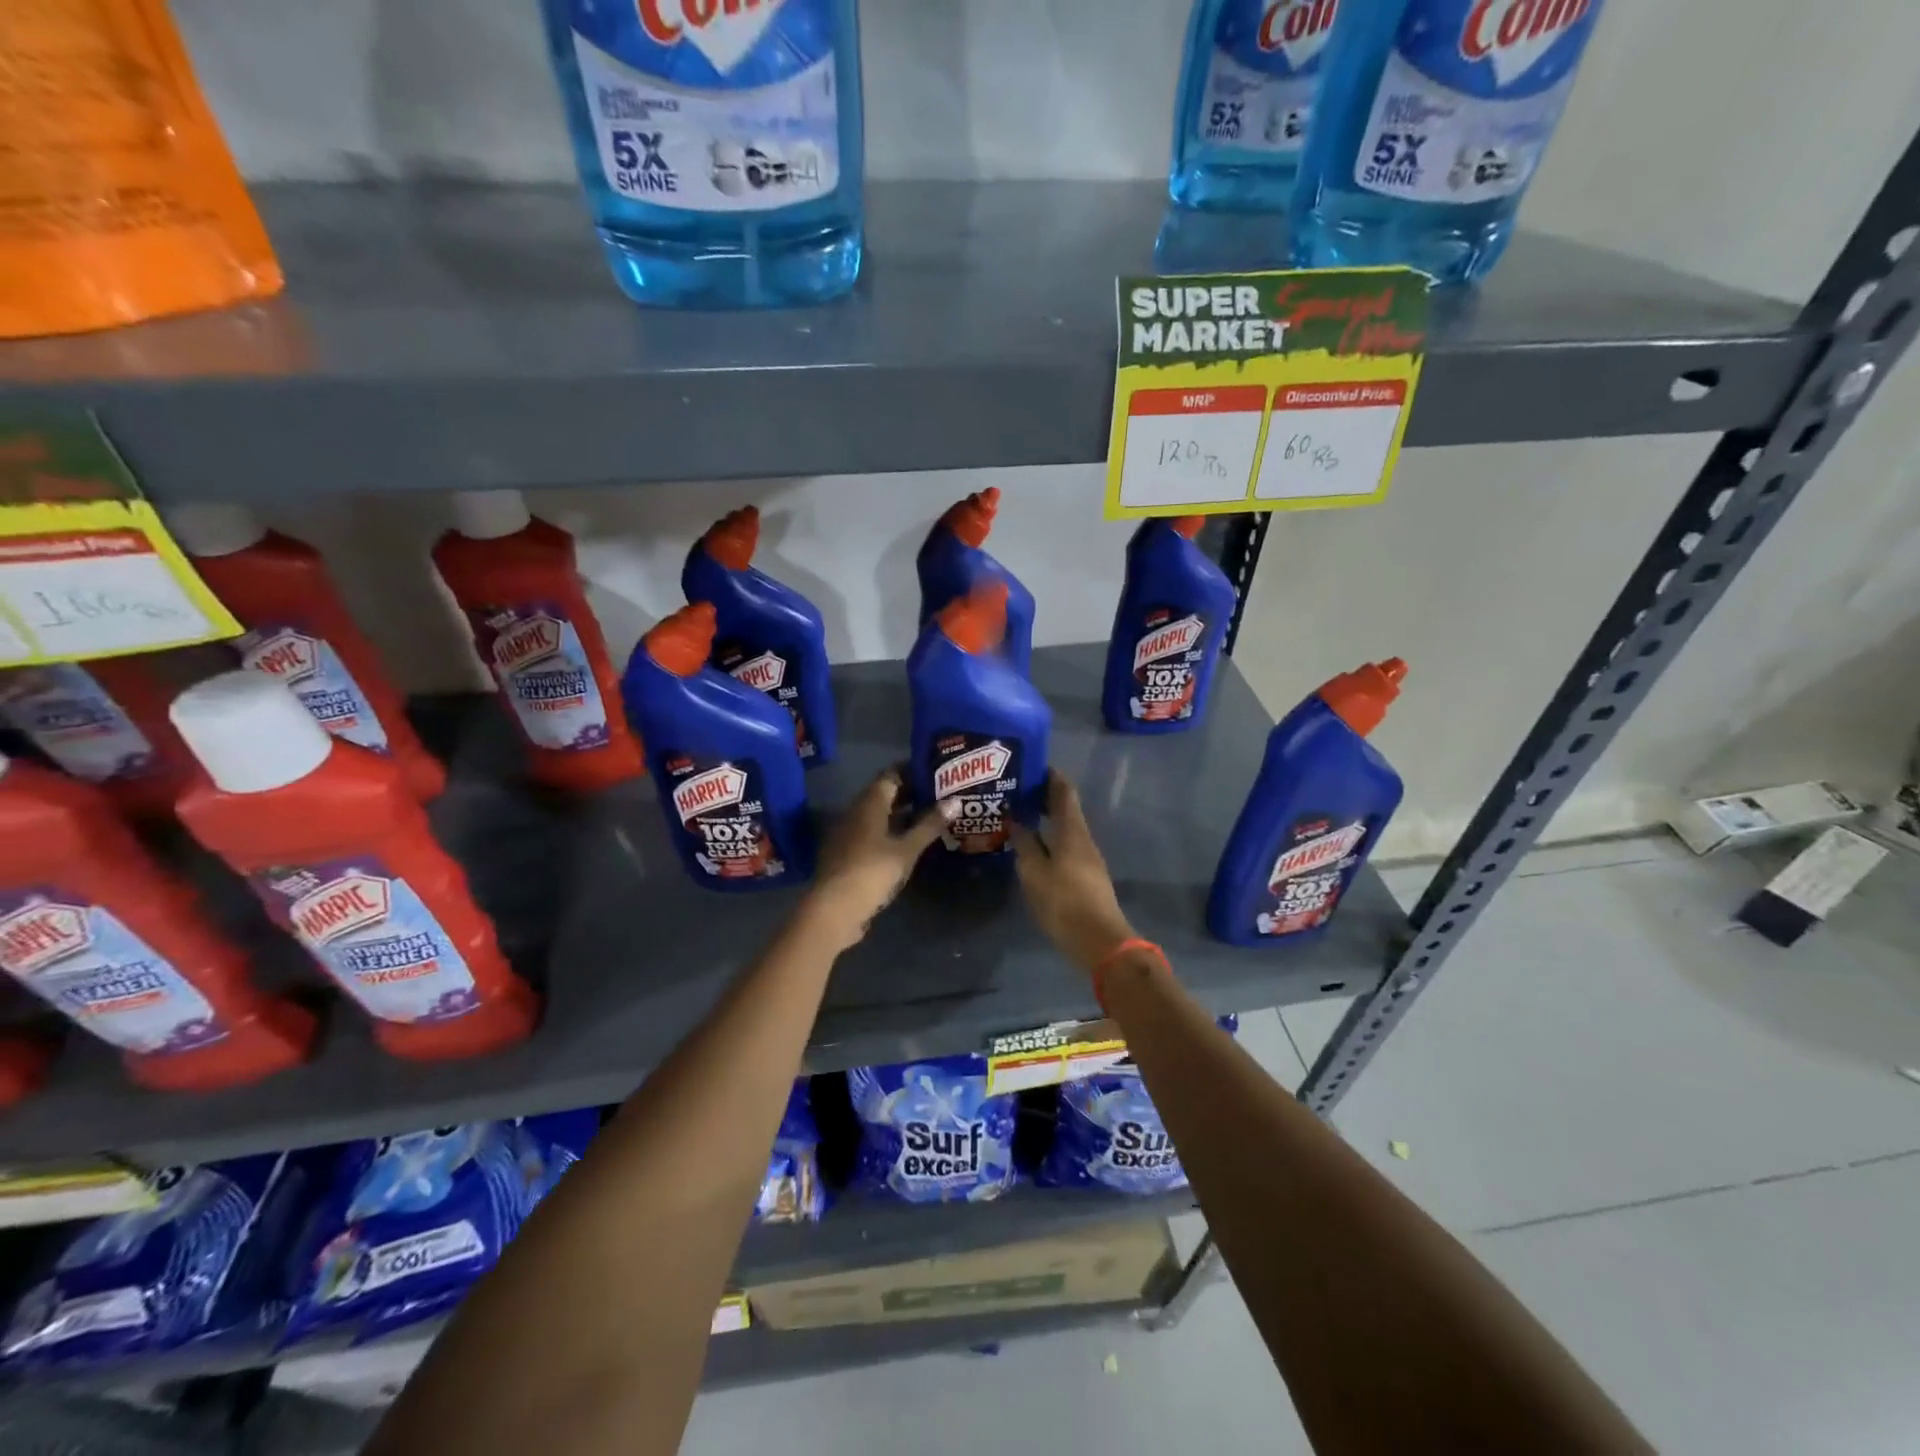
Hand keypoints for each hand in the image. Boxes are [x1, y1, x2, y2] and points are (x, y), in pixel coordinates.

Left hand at [806, 768, 951, 946]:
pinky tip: (909, 842)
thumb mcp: (907, 849)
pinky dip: (892, 831)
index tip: (936, 771)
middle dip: (911, 792)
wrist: (834, 909)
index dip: (912, 770)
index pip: (891, 774)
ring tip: (931, 816)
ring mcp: (849, 833)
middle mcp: (856, 811)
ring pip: (879, 815)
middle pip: (884, 794)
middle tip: (940, 793)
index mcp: (869, 803)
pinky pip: (873, 832)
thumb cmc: (873, 872)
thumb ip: (930, 825)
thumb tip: (955, 801)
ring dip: (902, 814)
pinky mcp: (848, 853)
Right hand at [1009, 772, 1135, 975]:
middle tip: (1016, 789)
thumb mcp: (1034, 872)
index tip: (1031, 765)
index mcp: (1072, 831)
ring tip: (1019, 814)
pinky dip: (1050, 836)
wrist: (1099, 941)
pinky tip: (1033, 844)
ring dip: (1046, 817)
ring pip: (1066, 827)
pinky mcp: (1086, 875)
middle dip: (1044, 796)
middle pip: (1066, 808)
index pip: (1064, 791)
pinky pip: (1066, 844)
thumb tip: (1015, 818)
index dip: (1050, 775)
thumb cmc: (1064, 902)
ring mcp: (1087, 857)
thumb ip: (1024, 843)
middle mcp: (1083, 838)